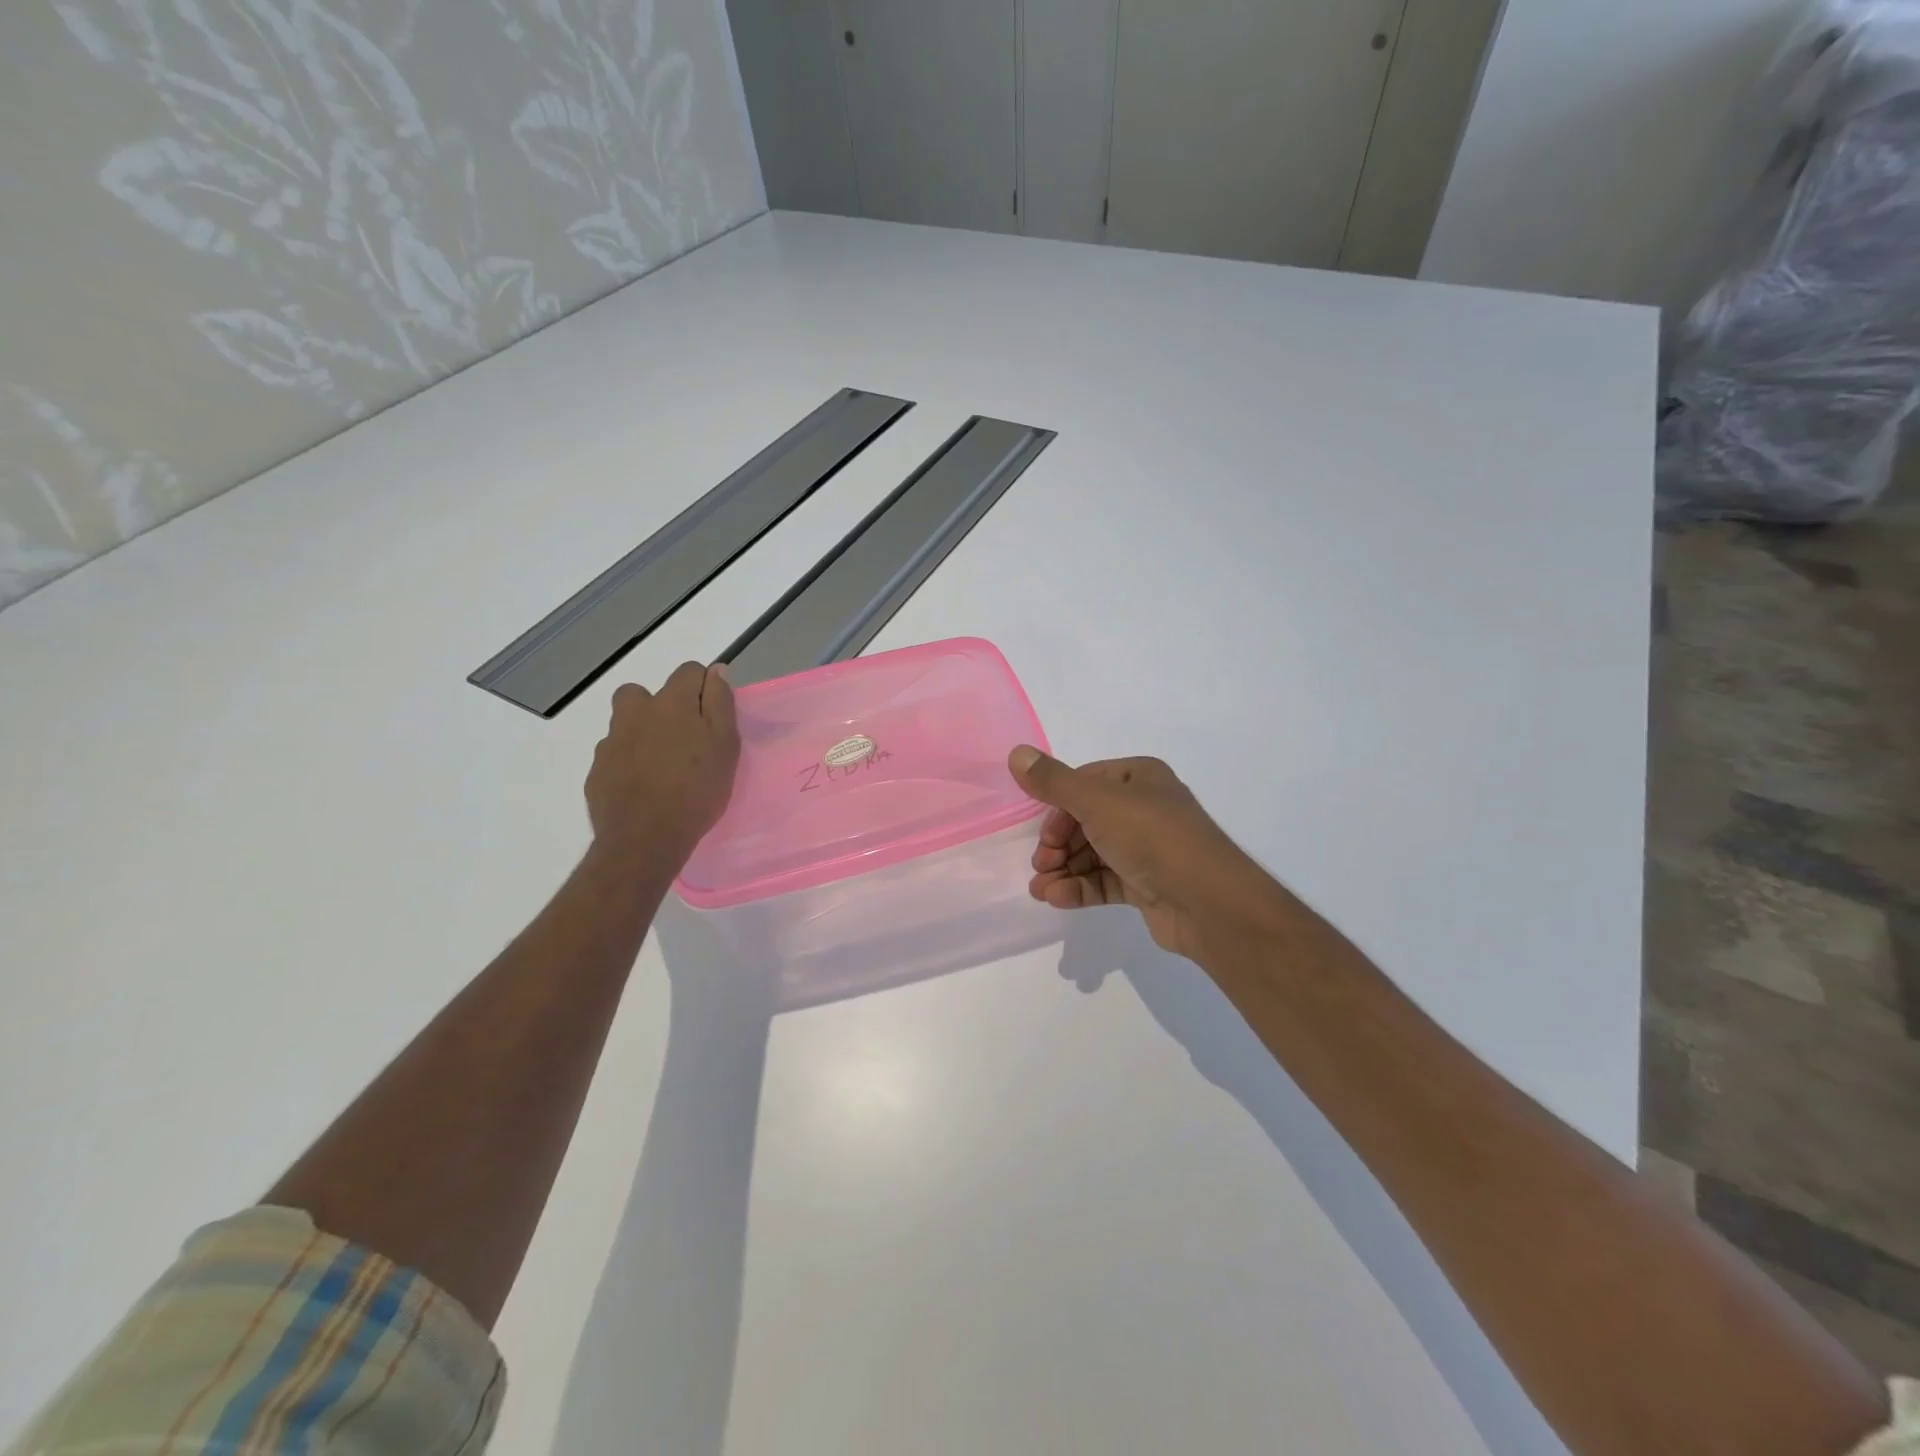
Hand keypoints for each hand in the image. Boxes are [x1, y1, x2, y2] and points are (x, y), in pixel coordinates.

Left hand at [586, 661, 739, 871]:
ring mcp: (611, 742)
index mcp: (671, 703)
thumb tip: (715, 670)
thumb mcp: (724, 745)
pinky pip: (614, 755)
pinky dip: (627, 763)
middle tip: (681, 738)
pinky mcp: (597, 770)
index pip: (689, 671)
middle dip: (660, 706)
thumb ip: (720, 703)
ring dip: (641, 734)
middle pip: (643, 693)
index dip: (703, 687)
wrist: (644, 838)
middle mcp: (635, 713)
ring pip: (625, 724)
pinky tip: (643, 787)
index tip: (714, 715)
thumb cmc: (696, 789)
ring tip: (661, 766)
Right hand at [1008, 746, 1287, 962]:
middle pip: (1085, 821)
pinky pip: (1105, 880)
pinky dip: (1080, 888)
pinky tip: (1057, 899)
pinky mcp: (1147, 885)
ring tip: (1040, 890)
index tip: (1042, 833)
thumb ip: (1053, 782)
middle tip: (1041, 864)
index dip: (1057, 807)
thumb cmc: (1152, 838)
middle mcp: (1145, 808)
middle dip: (1057, 844)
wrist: (1208, 902)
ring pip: (1092, 854)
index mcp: (1139, 778)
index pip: (1085, 784)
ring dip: (1063, 870)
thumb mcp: (1097, 802)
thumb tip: (1016, 753)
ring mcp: (1147, 849)